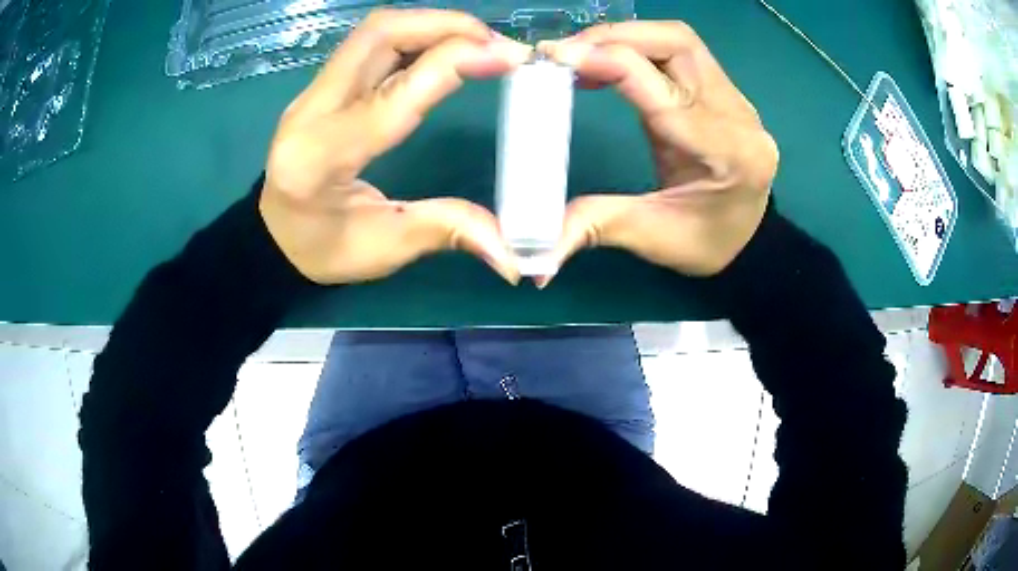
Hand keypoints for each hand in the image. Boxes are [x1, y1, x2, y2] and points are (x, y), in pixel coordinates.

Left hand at [259, 9, 531, 284]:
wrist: (273, 236)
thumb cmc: (320, 249)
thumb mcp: (382, 249)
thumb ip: (444, 230)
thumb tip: (511, 252)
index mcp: (323, 156)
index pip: (395, 92)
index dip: (456, 62)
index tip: (510, 56)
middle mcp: (312, 110)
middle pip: (378, 35)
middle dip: (445, 25)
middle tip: (497, 42)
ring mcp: (313, 92)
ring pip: (374, 32)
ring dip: (432, 25)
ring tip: (479, 42)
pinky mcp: (322, 86)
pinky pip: (371, 44)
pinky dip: (415, 35)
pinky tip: (445, 48)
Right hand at [538, 22, 778, 282]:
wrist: (748, 238)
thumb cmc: (707, 242)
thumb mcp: (652, 238)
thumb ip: (596, 224)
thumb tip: (538, 247)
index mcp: (727, 154)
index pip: (663, 88)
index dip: (607, 62)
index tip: (554, 57)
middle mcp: (738, 116)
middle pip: (677, 44)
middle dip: (614, 37)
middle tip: (563, 53)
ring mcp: (735, 99)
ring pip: (678, 40)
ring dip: (625, 37)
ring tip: (581, 55)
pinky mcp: (722, 91)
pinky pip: (679, 52)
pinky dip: (638, 47)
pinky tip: (608, 63)